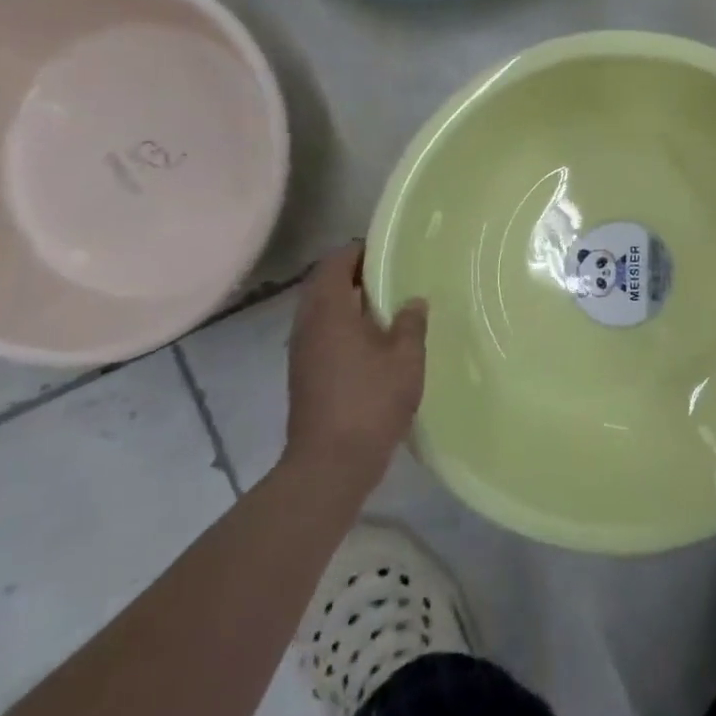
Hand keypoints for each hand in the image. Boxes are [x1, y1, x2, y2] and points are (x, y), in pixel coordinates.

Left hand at [283, 243, 427, 485]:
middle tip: (391, 274)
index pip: (335, 263)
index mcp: (329, 311)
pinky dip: (343, 324)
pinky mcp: (304, 374)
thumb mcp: (405, 359)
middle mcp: (308, 325)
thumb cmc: (370, 402)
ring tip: (386, 304)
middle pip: (324, 284)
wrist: (329, 465)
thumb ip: (411, 323)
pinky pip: (322, 332)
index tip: (388, 250)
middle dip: (354, 274)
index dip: (359, 251)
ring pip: (321, 310)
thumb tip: (413, 301)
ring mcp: (302, 351)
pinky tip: (373, 339)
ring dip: (348, 301)